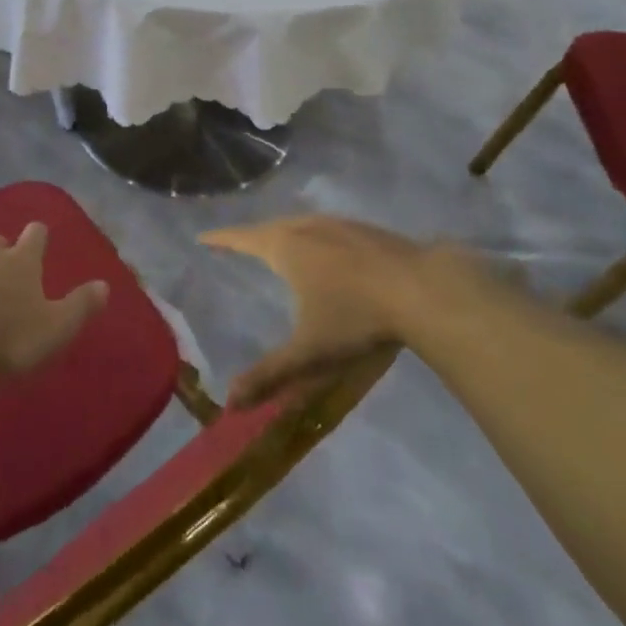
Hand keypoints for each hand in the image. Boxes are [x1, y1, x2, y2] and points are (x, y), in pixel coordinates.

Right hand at [204, 217, 494, 407]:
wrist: (422, 288)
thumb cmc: (356, 316)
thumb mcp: (309, 352)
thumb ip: (270, 375)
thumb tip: (229, 401)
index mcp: (285, 247)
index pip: (242, 238)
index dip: (221, 239)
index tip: (203, 236)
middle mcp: (307, 227)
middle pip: (270, 227)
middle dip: (252, 236)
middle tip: (237, 243)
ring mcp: (339, 224)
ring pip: (300, 224)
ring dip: (284, 232)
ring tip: (277, 245)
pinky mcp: (366, 229)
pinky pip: (326, 227)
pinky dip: (313, 235)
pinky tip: (326, 250)